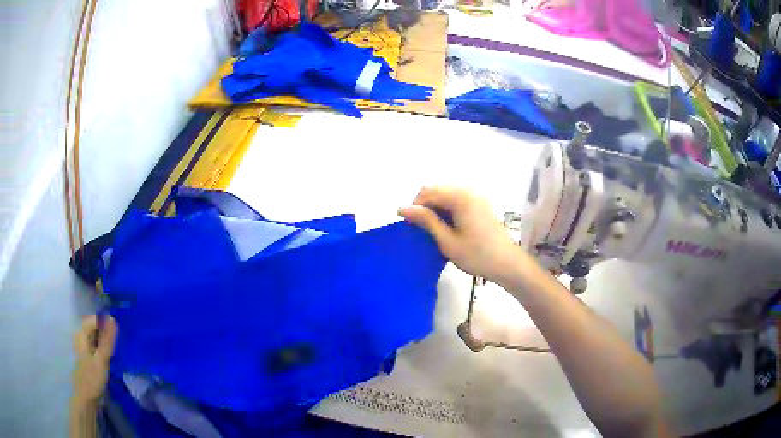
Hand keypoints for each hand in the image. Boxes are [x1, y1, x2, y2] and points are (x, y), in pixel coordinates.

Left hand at [72, 315, 117, 406]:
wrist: (87, 397)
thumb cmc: (93, 378)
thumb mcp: (101, 359)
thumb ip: (107, 340)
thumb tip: (112, 319)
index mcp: (82, 335)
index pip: (93, 319)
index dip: (105, 321)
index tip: (117, 328)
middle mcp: (80, 337)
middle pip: (93, 327)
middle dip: (105, 330)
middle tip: (117, 339)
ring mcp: (82, 347)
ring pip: (94, 337)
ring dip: (104, 339)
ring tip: (115, 347)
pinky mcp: (86, 356)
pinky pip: (94, 345)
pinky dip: (102, 346)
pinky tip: (108, 355)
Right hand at [399, 187, 528, 285]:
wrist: (507, 264)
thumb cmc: (477, 255)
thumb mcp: (447, 241)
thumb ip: (426, 221)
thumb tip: (402, 208)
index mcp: (460, 197)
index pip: (428, 192)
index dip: (415, 207)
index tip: (411, 227)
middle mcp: (469, 191)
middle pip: (437, 191)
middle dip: (425, 207)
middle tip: (422, 231)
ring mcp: (477, 197)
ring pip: (447, 196)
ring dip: (436, 210)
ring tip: (434, 231)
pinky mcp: (481, 205)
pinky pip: (458, 201)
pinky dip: (448, 211)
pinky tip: (448, 228)